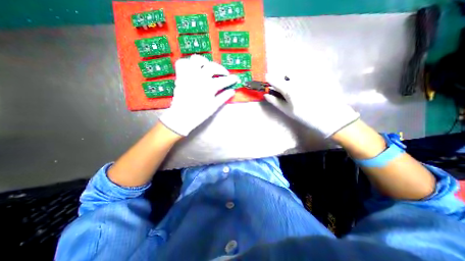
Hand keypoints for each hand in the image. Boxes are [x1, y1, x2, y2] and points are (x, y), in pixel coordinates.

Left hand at [161, 55, 238, 135]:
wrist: (182, 117)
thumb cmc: (199, 113)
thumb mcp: (214, 106)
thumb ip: (224, 97)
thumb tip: (232, 91)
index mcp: (209, 86)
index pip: (224, 80)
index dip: (232, 79)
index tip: (236, 78)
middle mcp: (199, 77)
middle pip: (212, 66)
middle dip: (221, 69)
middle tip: (225, 74)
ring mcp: (189, 75)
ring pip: (196, 59)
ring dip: (205, 62)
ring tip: (208, 68)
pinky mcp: (180, 76)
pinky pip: (182, 63)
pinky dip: (188, 63)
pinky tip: (193, 69)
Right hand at [265, 70, 358, 136]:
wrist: (330, 116)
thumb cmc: (305, 116)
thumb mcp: (287, 111)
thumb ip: (275, 101)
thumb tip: (266, 94)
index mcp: (289, 89)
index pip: (273, 79)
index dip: (269, 79)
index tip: (267, 81)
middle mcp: (298, 78)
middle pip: (285, 72)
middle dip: (282, 77)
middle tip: (285, 86)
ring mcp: (310, 75)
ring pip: (297, 69)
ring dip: (293, 75)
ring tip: (297, 85)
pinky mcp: (320, 73)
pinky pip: (308, 69)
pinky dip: (303, 74)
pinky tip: (307, 83)